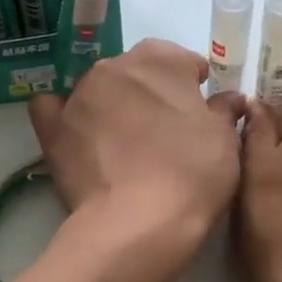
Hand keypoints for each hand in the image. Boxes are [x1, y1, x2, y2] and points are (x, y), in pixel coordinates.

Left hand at [30, 39, 246, 253]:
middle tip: (167, 131)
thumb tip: (229, 98)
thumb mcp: (225, 140)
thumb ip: (224, 110)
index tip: (201, 112)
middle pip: (138, 72)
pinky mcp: (53, 128)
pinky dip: (65, 113)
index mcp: (160, 58)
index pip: (183, 61)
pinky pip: (53, 108)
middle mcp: (114, 66)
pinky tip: (79, 132)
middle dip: (152, 92)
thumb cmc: (192, 173)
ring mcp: (79, 96)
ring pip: (100, 89)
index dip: (194, 87)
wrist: (139, 223)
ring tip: (127, 144)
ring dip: (114, 105)